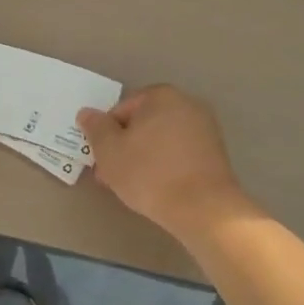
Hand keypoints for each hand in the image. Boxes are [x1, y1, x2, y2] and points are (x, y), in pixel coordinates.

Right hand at [77, 85, 246, 234]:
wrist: (204, 209)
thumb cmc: (150, 173)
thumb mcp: (110, 151)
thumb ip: (95, 128)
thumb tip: (86, 113)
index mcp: (161, 95)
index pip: (122, 110)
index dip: (107, 136)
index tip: (102, 161)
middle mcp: (186, 103)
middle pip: (144, 123)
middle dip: (126, 147)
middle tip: (113, 176)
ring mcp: (205, 128)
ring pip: (162, 139)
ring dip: (145, 157)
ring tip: (135, 187)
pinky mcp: (216, 152)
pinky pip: (181, 153)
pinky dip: (167, 165)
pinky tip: (160, 188)